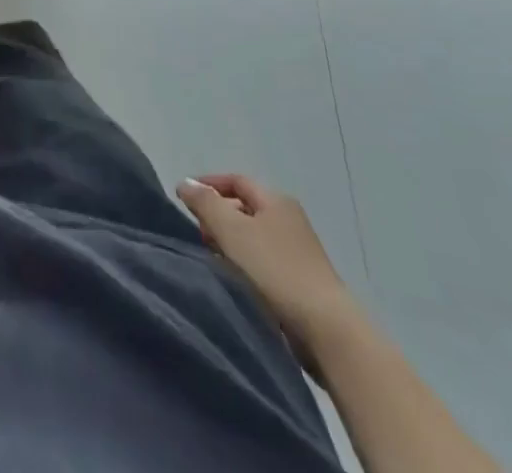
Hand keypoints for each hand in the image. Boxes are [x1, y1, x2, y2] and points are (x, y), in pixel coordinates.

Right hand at [176, 173, 354, 345]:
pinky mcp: (301, 283)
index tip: (184, 199)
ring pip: (253, 237)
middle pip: (244, 208)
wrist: (327, 331)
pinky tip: (234, 280)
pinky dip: (244, 264)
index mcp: (276, 200)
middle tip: (198, 232)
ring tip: (212, 257)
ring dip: (229, 243)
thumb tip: (185, 183)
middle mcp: (290, 220)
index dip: (208, 185)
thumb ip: (204, 203)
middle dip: (217, 216)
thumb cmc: (274, 270)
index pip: (235, 180)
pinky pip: (263, 262)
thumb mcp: (231, 229)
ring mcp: (299, 253)